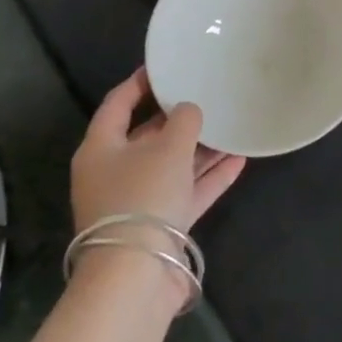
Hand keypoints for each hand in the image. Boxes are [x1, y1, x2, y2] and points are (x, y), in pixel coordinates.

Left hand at [70, 68, 245, 235]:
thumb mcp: (168, 146)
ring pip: (172, 165)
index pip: (117, 104)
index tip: (163, 66)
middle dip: (178, 118)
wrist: (137, 275)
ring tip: (232, 125)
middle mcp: (114, 173)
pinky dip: (209, 177)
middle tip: (207, 95)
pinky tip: (239, 159)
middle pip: (147, 136)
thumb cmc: (144, 196)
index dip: (139, 82)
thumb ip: (184, 119)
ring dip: (201, 148)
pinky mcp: (159, 227)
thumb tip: (189, 110)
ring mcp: (137, 202)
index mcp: (101, 149)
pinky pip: (187, 192)